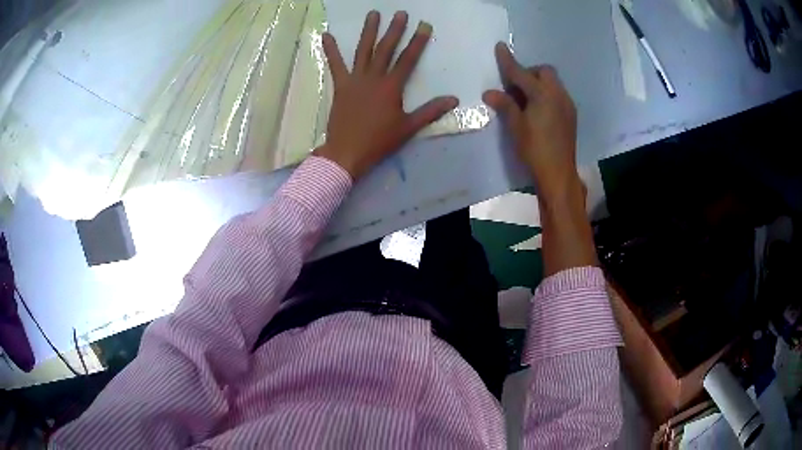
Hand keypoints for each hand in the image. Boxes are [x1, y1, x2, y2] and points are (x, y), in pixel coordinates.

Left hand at [315, 11, 458, 179]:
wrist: (348, 151)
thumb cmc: (380, 141)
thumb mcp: (409, 127)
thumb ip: (431, 111)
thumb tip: (453, 99)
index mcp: (391, 87)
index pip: (408, 59)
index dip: (417, 42)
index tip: (424, 25)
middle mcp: (373, 78)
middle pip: (385, 49)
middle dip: (394, 30)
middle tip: (400, 13)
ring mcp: (354, 80)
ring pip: (362, 51)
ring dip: (368, 31)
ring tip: (373, 14)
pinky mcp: (340, 86)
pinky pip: (335, 65)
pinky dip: (330, 50)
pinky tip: (325, 35)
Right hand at [482, 43, 579, 199]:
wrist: (559, 173)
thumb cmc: (535, 150)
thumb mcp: (516, 127)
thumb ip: (505, 105)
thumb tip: (490, 92)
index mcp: (543, 95)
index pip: (521, 73)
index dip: (508, 61)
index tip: (500, 46)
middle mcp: (558, 94)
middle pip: (544, 71)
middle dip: (529, 73)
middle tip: (515, 87)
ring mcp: (567, 104)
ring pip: (553, 82)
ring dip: (538, 83)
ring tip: (525, 100)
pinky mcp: (570, 114)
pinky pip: (557, 94)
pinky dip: (546, 94)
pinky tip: (538, 110)